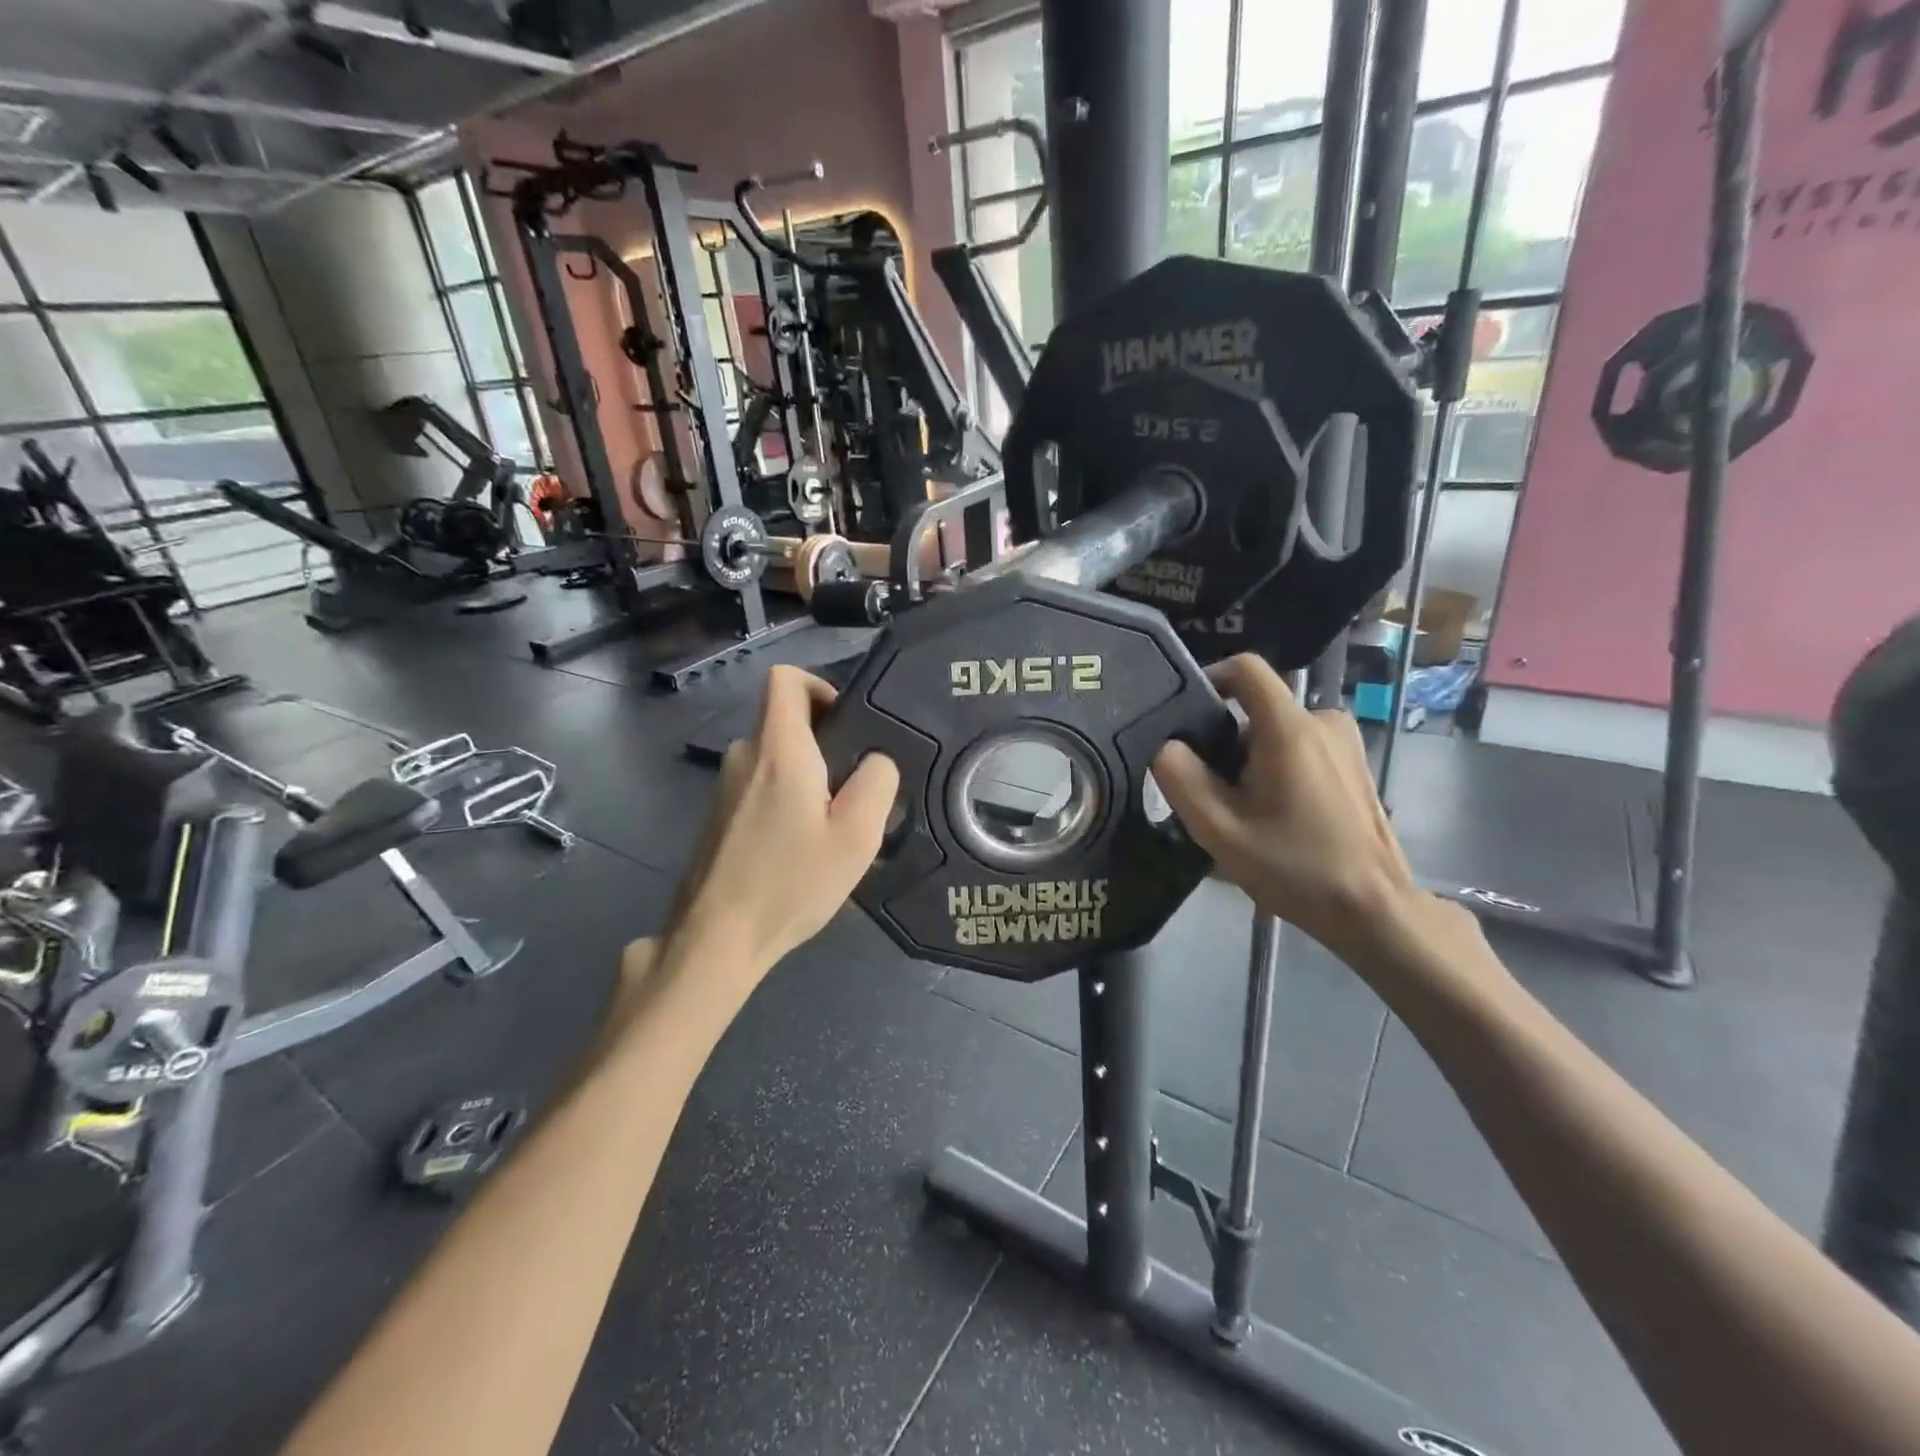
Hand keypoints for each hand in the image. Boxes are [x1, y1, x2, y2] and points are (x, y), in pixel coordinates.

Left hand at [661, 666, 898, 988]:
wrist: (715, 938)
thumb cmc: (790, 881)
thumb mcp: (856, 835)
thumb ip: (877, 783)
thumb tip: (876, 760)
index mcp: (777, 748)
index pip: (785, 679)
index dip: (819, 685)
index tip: (846, 723)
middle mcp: (744, 756)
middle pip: (784, 720)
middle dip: (823, 741)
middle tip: (854, 787)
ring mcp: (725, 788)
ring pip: (774, 757)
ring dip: (807, 775)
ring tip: (832, 824)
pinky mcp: (720, 816)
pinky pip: (760, 786)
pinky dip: (786, 799)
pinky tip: (800, 847)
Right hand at [1152, 654, 1439, 963]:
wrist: (1371, 907)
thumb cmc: (1293, 866)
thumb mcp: (1217, 829)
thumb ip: (1180, 777)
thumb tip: (1167, 745)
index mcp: (1289, 727)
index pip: (1245, 668)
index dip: (1210, 677)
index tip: (1185, 713)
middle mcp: (1323, 720)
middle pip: (1256, 708)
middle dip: (1225, 740)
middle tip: (1209, 790)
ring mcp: (1344, 741)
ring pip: (1277, 731)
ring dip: (1250, 760)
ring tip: (1239, 810)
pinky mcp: (1353, 763)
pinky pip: (1300, 747)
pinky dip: (1277, 768)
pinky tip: (1273, 816)